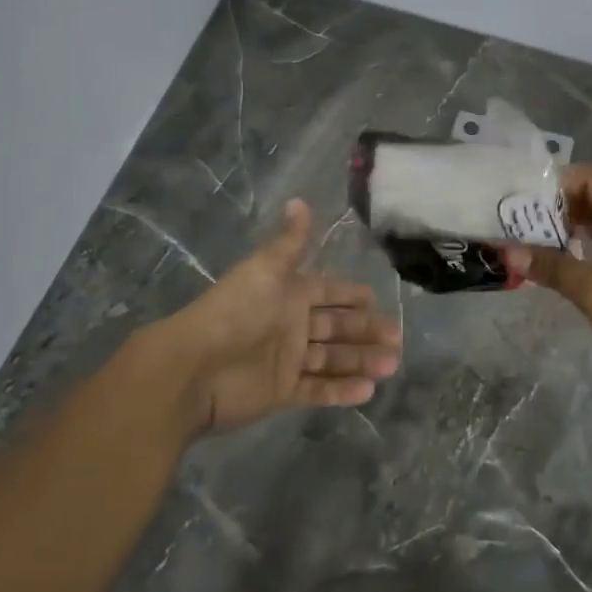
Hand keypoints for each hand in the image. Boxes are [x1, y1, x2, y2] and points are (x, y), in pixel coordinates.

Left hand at [146, 199, 401, 436]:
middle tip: (397, 339)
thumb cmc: (234, 312)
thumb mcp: (265, 269)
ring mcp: (287, 360)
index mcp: (288, 295)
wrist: (194, 368)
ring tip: (392, 365)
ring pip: (333, 359)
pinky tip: (368, 391)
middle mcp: (291, 325)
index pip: (328, 292)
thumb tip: (299, 200)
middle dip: (366, 331)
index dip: (350, 295)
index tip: (376, 299)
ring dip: (362, 361)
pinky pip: (317, 390)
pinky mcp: (281, 392)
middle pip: (337, 327)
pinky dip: (341, 391)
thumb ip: (289, 242)